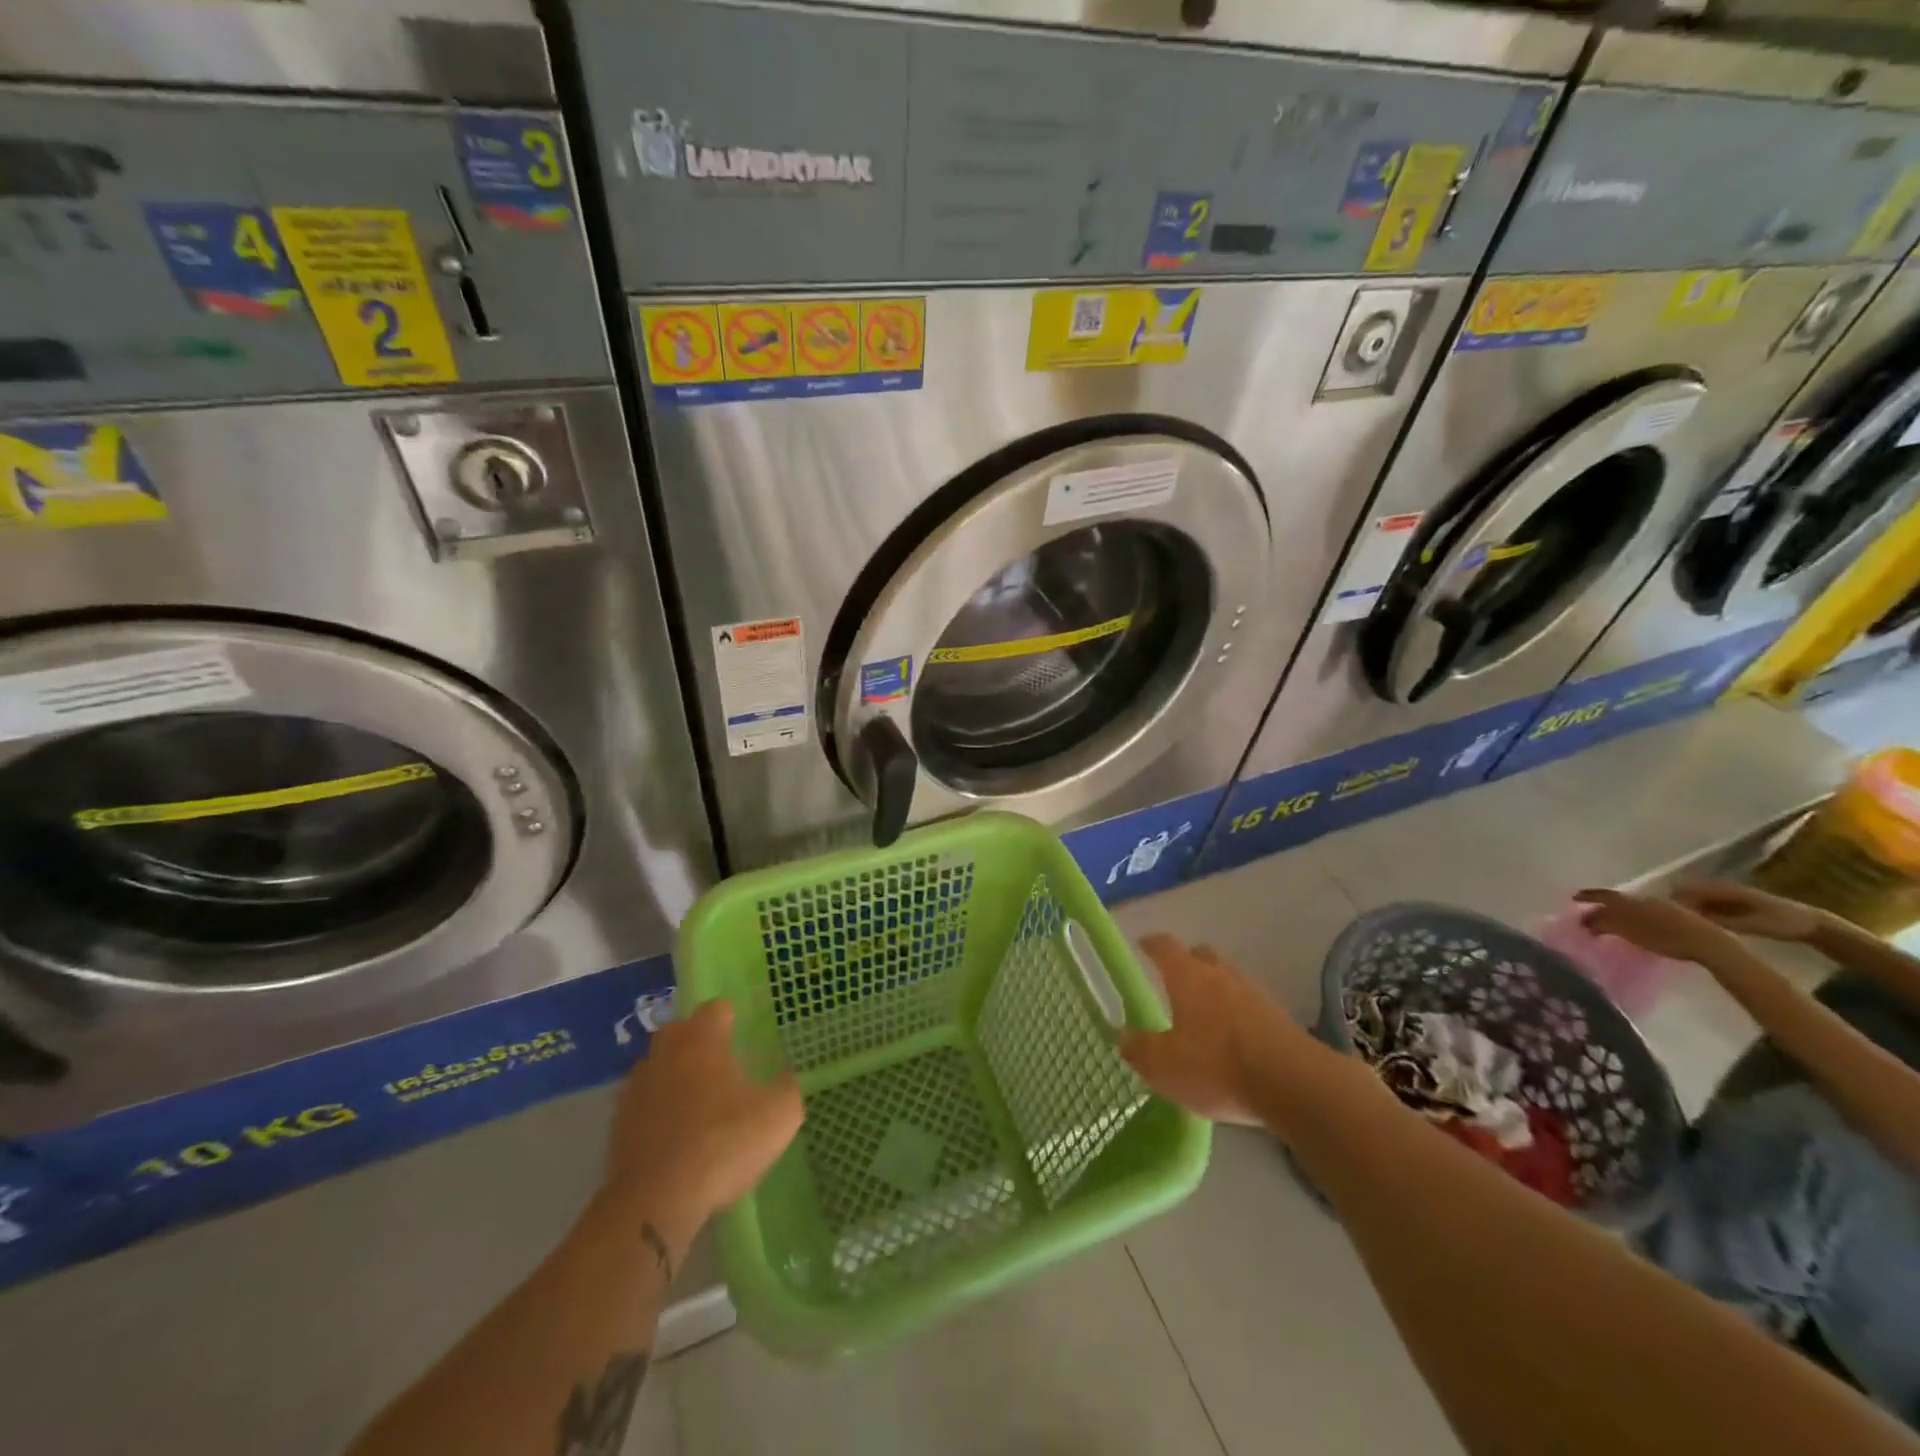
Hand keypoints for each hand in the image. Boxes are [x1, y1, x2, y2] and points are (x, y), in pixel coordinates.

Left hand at [602, 999, 803, 1245]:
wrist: (654, 1203)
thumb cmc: (722, 1144)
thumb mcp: (779, 1116)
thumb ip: (787, 1088)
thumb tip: (785, 1078)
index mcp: (701, 1038)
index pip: (717, 1009)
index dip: (733, 1023)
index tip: (746, 1045)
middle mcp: (665, 1051)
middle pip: (683, 1033)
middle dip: (702, 1046)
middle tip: (726, 1074)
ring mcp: (636, 1086)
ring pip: (662, 1067)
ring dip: (678, 1079)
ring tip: (701, 1110)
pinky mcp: (617, 1122)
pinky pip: (646, 1103)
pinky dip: (660, 1112)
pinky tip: (678, 1139)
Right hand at [1120, 935, 1314, 1125]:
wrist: (1295, 1085)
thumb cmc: (1218, 1067)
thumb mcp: (1164, 1066)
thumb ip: (1140, 1049)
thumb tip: (1124, 1036)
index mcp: (1188, 978)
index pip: (1165, 947)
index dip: (1151, 944)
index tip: (1142, 944)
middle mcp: (1221, 976)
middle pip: (1201, 956)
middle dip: (1186, 962)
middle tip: (1173, 980)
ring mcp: (1254, 995)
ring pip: (1228, 979)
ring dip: (1215, 990)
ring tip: (1204, 1015)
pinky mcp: (1279, 1019)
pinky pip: (1249, 1006)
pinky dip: (1237, 1015)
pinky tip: (1232, 1041)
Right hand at [1573, 888, 1743, 964]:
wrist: (1710, 944)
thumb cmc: (1669, 937)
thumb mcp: (1632, 931)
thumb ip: (1607, 923)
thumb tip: (1586, 920)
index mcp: (1633, 899)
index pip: (1605, 895)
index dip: (1589, 896)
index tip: (1573, 898)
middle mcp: (1645, 900)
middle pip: (1617, 901)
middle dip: (1601, 907)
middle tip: (1587, 915)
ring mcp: (1663, 909)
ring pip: (1631, 908)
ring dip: (1617, 914)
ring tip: (1607, 925)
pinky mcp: (1675, 919)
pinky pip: (1644, 915)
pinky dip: (1632, 920)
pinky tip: (1633, 930)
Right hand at [1670, 879, 1828, 943]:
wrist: (1812, 924)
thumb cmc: (1783, 922)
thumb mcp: (1753, 924)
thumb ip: (1721, 922)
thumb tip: (1689, 921)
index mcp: (1722, 888)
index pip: (1685, 890)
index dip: (1671, 902)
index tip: (1661, 918)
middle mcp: (1718, 887)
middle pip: (1685, 894)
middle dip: (1673, 906)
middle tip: (1663, 923)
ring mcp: (1723, 895)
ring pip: (1692, 900)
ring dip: (1683, 911)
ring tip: (1673, 926)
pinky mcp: (1727, 904)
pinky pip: (1702, 906)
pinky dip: (1695, 914)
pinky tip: (1692, 927)